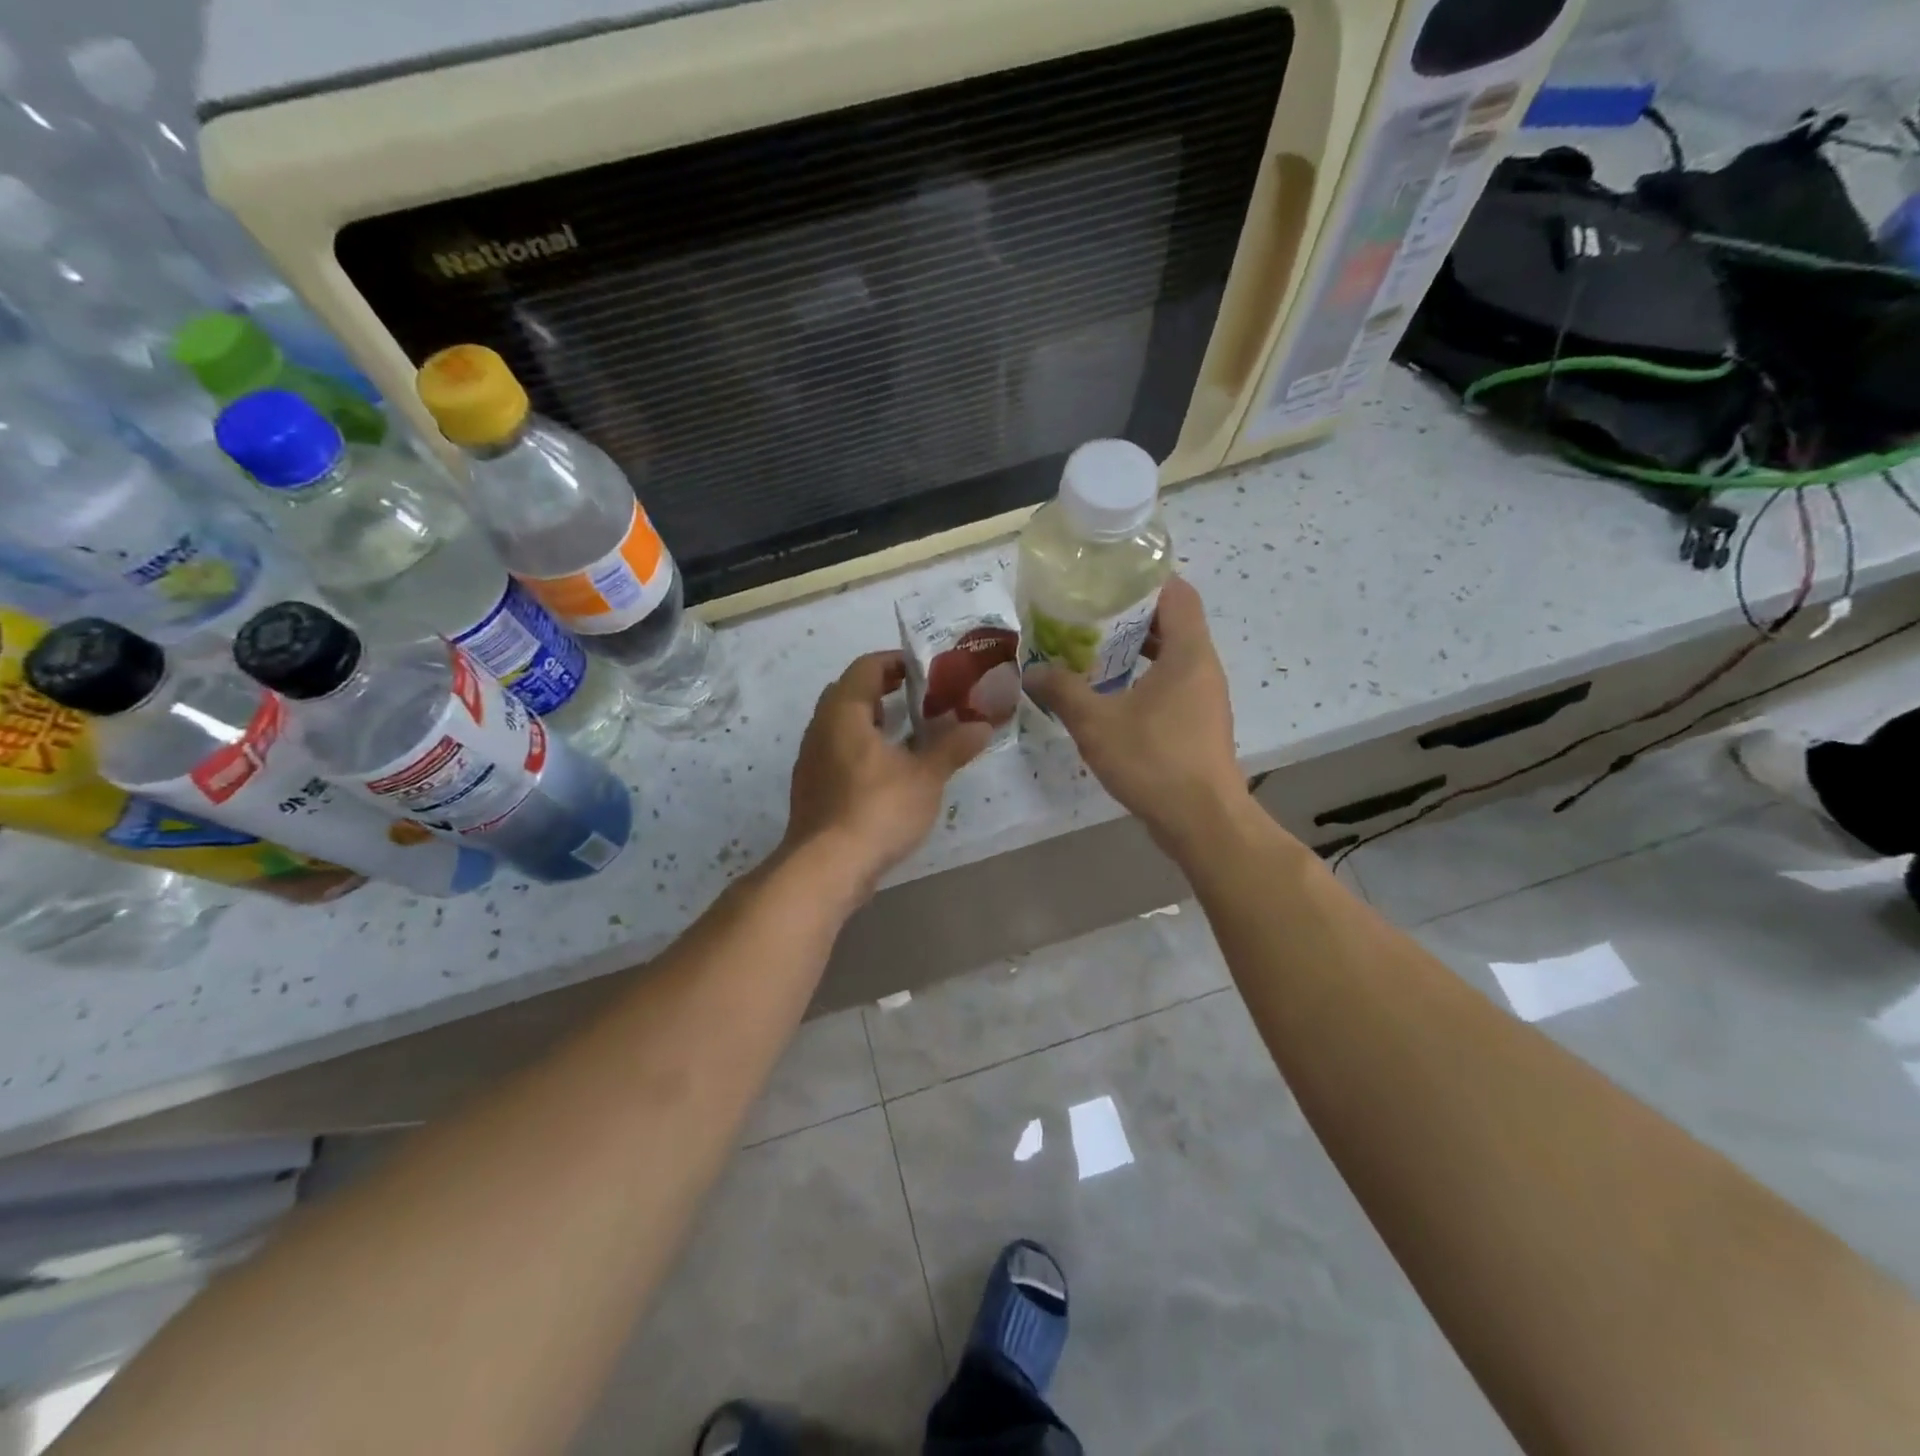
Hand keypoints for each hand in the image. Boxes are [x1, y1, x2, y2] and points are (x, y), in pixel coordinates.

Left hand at [783, 651, 991, 897]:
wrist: (827, 868)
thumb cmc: (877, 809)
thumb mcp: (925, 776)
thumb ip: (952, 747)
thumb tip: (982, 726)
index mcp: (844, 712)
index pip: (866, 667)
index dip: (897, 661)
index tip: (927, 669)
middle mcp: (821, 728)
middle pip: (851, 693)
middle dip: (886, 691)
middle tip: (923, 698)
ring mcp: (812, 760)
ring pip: (844, 726)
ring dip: (875, 722)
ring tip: (913, 734)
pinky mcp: (813, 789)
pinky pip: (839, 753)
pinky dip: (865, 749)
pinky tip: (891, 772)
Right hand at [1024, 576, 1246, 852]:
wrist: (1202, 821)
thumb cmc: (1153, 760)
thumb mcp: (1096, 722)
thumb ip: (1062, 691)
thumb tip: (1032, 671)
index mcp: (1188, 652)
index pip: (1177, 592)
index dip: (1144, 579)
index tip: (1106, 580)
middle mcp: (1203, 667)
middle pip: (1171, 622)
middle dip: (1129, 616)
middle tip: (1085, 616)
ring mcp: (1204, 697)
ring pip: (1170, 656)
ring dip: (1133, 650)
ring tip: (1089, 652)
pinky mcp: (1198, 724)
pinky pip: (1170, 685)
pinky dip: (1141, 679)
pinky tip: (1107, 696)